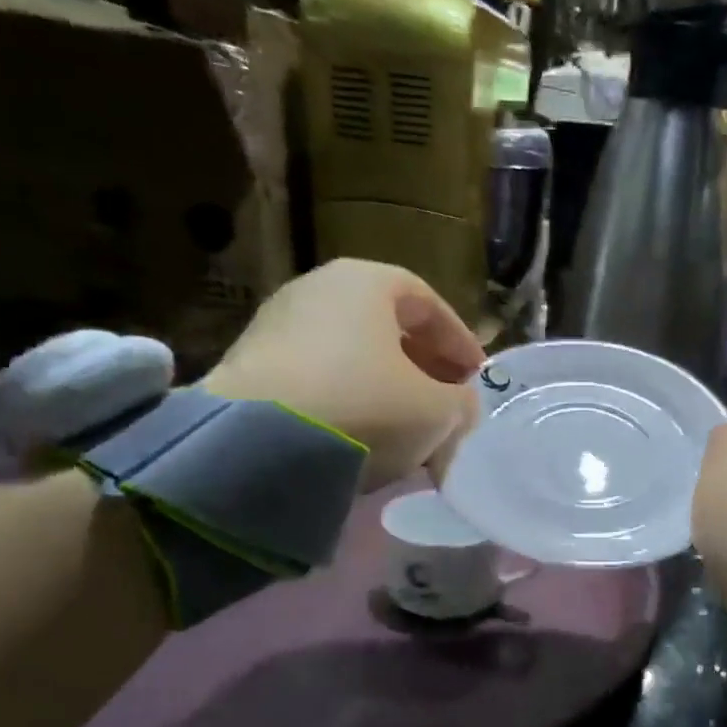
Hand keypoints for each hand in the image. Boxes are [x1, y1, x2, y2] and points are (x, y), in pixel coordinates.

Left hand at [204, 259, 483, 489]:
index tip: (476, 377)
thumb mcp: (437, 411)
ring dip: (385, 387)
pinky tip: (361, 435)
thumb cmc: (365, 407)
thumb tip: (458, 406)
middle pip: (385, 326)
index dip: (459, 341)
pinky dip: (347, 400)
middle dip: (423, 366)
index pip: (427, 301)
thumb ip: (460, 403)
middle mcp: (316, 289)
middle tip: (445, 401)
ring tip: (405, 426)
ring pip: (350, 354)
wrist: (258, 445)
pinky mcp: (249, 367)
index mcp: (366, 282)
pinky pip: (317, 378)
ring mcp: (276, 326)